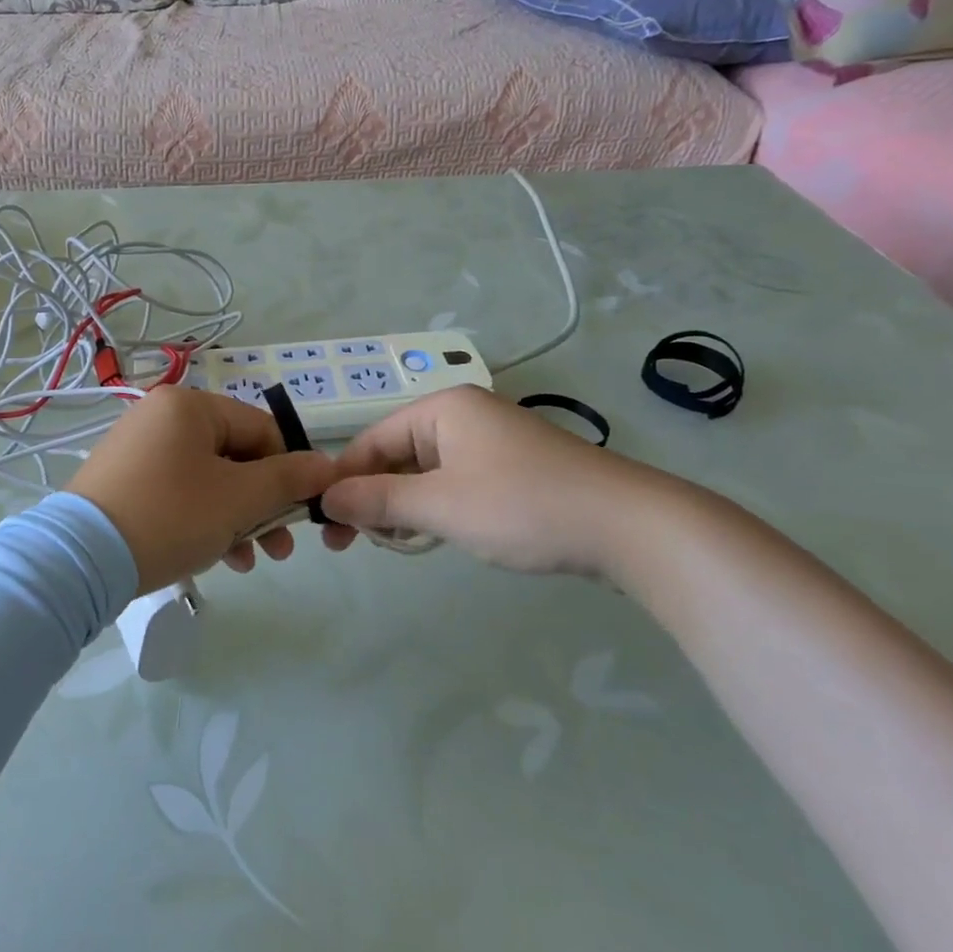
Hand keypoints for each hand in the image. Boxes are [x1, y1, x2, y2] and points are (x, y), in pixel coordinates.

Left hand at [68, 386, 335, 592]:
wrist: (80, 559)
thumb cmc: (170, 516)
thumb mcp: (238, 498)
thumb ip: (287, 479)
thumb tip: (327, 465)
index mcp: (190, 405)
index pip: (262, 430)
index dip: (289, 472)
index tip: (299, 515)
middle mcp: (161, 416)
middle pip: (234, 456)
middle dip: (262, 505)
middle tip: (279, 549)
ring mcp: (138, 448)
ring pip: (208, 479)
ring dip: (236, 519)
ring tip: (248, 561)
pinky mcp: (123, 480)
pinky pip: (178, 492)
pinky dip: (201, 520)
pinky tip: (214, 558)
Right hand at [321, 386, 684, 583]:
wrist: (628, 526)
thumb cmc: (522, 506)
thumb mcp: (440, 505)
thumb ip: (378, 500)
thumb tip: (326, 500)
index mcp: (442, 409)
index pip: (372, 440)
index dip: (344, 480)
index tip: (324, 524)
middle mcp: (464, 415)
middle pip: (397, 454)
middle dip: (373, 495)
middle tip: (353, 542)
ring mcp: (492, 442)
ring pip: (426, 471)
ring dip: (404, 505)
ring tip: (393, 542)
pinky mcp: (513, 469)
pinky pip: (455, 482)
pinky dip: (436, 507)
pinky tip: (433, 534)